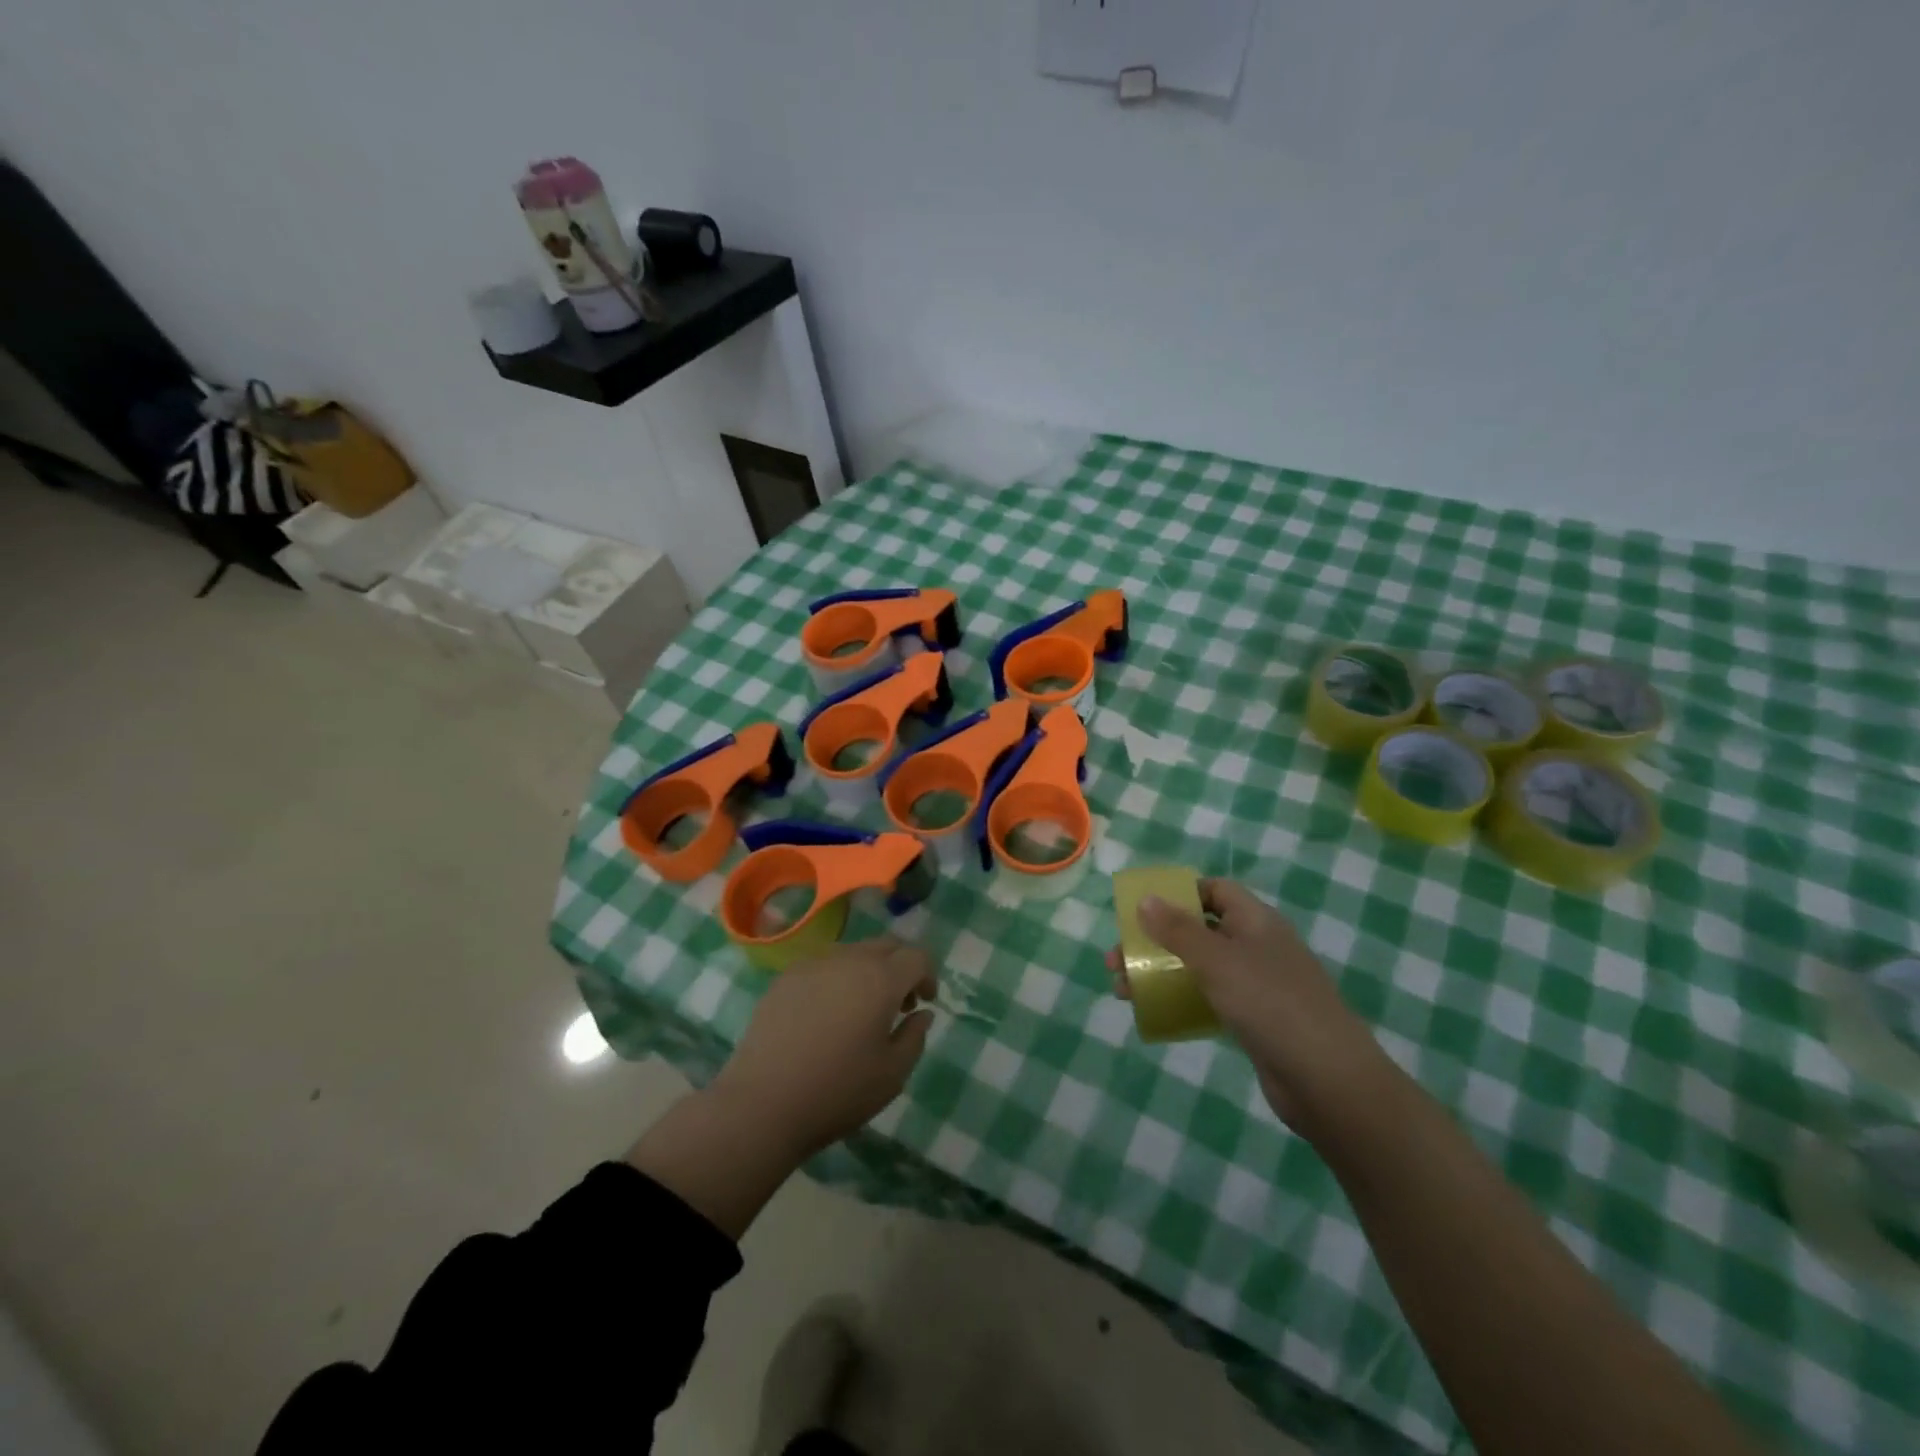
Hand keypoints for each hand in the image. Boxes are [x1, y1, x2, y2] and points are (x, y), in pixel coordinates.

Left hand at [714, 936, 937, 1155]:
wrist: (762, 1104)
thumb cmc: (837, 1092)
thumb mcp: (892, 1075)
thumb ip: (915, 1037)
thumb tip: (921, 1013)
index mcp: (880, 979)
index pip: (916, 956)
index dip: (927, 975)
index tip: (924, 1003)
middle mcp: (848, 959)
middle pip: (886, 945)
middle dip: (900, 967)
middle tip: (898, 1005)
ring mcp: (812, 964)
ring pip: (853, 952)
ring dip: (868, 970)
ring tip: (861, 1010)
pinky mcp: (785, 978)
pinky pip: (823, 965)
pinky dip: (837, 979)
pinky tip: (826, 1016)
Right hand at [1107, 879, 1383, 1127]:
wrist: (1328, 1081)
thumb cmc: (1270, 1004)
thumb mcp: (1217, 961)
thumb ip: (1178, 930)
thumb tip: (1145, 898)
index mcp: (1256, 921)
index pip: (1215, 891)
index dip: (1180, 894)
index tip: (1142, 909)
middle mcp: (1258, 946)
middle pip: (1200, 930)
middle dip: (1156, 940)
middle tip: (1117, 959)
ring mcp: (1259, 985)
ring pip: (1200, 967)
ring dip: (1162, 972)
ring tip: (1123, 990)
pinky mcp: (1256, 1021)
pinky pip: (1210, 999)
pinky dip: (1182, 1000)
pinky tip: (1156, 1014)